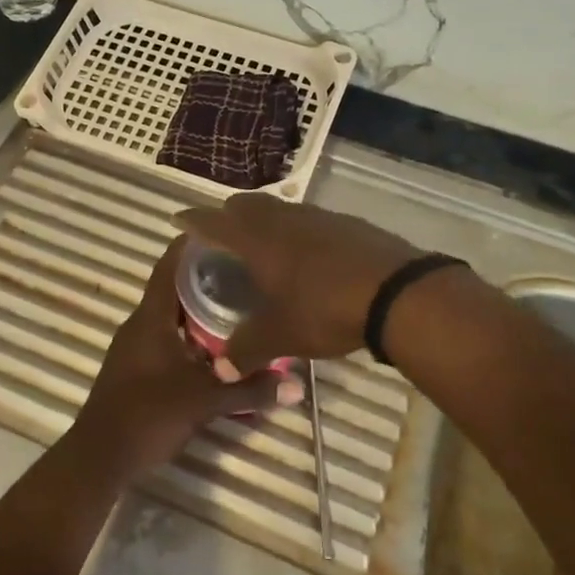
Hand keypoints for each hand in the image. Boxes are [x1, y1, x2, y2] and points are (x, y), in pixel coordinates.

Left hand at [69, 239, 276, 481]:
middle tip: (244, 268)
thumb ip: (250, 390)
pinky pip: (167, 338)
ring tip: (237, 301)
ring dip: (198, 308)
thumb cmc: (149, 415)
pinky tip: (216, 346)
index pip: (169, 267)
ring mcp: (135, 347)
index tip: (222, 231)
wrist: (100, 456)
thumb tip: (297, 385)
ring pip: (171, 316)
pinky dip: (190, 334)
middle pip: (173, 289)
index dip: (190, 245)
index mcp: (151, 318)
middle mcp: (140, 325)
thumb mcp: (205, 401)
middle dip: (205, 277)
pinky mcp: (136, 368)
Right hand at [176, 194, 419, 373]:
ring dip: (264, 221)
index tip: (179, 221)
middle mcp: (282, 219)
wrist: (396, 292)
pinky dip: (296, 230)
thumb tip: (221, 370)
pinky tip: (306, 255)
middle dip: (228, 216)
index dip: (193, 221)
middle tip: (221, 237)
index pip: (214, 222)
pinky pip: (308, 219)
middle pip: (246, 205)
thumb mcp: (281, 336)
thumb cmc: (325, 308)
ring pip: (279, 209)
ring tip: (262, 246)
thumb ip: (246, 351)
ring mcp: (317, 217)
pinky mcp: (346, 223)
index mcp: (256, 240)